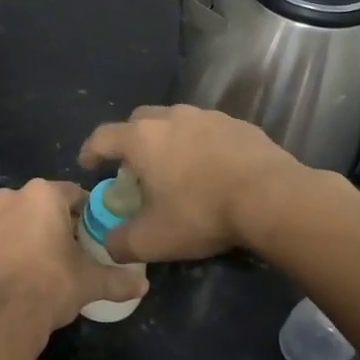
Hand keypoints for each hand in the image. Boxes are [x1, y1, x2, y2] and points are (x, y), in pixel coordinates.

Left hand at [0, 179, 147, 334]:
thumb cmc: (50, 286)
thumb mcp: (91, 282)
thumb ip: (119, 279)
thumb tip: (143, 286)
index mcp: (43, 195)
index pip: (73, 194)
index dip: (85, 214)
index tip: (92, 235)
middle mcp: (10, 196)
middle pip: (40, 204)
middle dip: (53, 222)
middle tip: (66, 251)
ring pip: (13, 218)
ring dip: (24, 232)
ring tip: (36, 264)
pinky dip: (1, 247)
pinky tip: (11, 272)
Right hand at [78, 105, 302, 263]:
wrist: (272, 198)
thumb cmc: (201, 213)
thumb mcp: (152, 240)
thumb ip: (120, 242)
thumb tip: (109, 243)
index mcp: (142, 139)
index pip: (103, 137)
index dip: (90, 151)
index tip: (88, 165)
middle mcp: (171, 118)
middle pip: (138, 121)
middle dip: (130, 141)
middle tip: (136, 168)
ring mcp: (208, 117)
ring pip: (176, 122)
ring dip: (168, 141)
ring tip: (176, 169)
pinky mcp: (239, 124)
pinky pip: (208, 131)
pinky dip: (201, 145)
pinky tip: (212, 170)